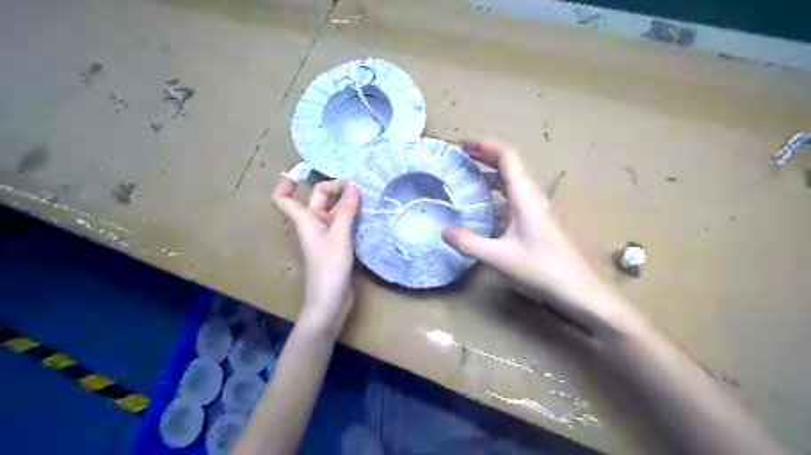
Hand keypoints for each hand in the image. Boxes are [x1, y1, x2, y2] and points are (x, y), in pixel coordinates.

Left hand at [271, 179, 360, 331]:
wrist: (329, 301)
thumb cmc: (329, 268)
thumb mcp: (339, 236)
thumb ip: (346, 211)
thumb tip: (354, 186)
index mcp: (305, 221)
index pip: (284, 198)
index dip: (287, 183)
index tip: (302, 171)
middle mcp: (312, 225)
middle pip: (316, 199)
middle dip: (333, 188)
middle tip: (356, 185)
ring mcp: (324, 236)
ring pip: (332, 212)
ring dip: (345, 203)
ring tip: (366, 195)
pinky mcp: (336, 246)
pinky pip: (341, 224)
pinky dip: (351, 217)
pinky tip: (366, 214)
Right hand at [442, 139, 639, 336]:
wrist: (580, 290)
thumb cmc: (542, 269)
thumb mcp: (500, 258)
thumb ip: (470, 244)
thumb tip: (444, 232)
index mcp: (525, 198)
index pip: (508, 158)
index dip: (486, 146)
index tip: (464, 145)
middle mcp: (533, 198)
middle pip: (511, 166)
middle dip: (486, 157)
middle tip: (462, 158)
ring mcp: (538, 210)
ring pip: (514, 183)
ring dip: (492, 175)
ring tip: (470, 178)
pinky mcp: (540, 223)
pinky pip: (516, 199)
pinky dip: (498, 194)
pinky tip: (487, 209)